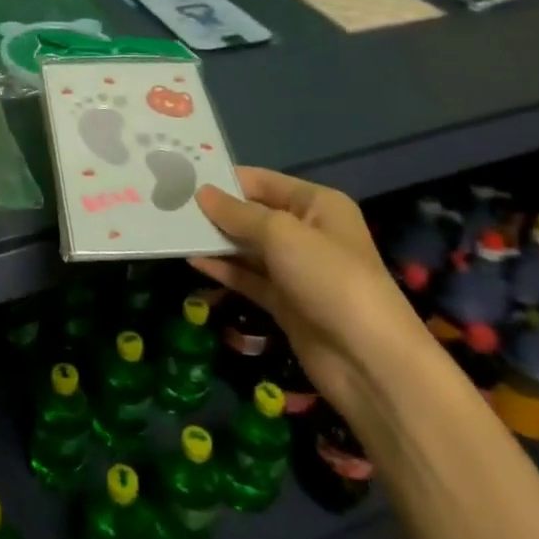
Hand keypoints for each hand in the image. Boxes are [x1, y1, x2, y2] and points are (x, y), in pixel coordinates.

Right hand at [192, 167, 427, 420]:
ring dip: (215, 239)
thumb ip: (238, 213)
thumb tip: (202, 193)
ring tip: (172, 228)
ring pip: (248, 246)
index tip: (182, 176)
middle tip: (168, 202)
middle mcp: (308, 231)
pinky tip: (192, 260)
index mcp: (317, 204)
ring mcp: (296, 269)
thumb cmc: (329, 278)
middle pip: (253, 213)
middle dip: (215, 210)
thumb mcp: (281, 234)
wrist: (370, 361)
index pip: (262, 181)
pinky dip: (223, 268)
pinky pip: (248, 277)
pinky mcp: (286, 302)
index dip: (225, 179)